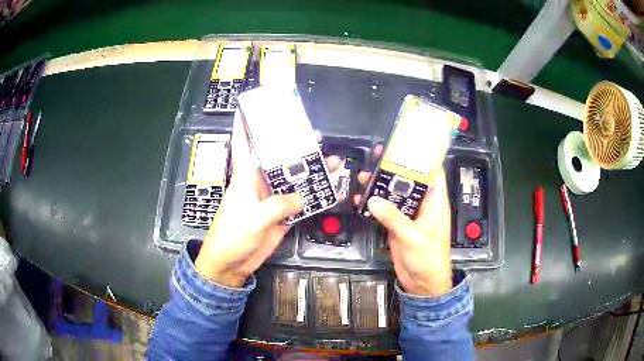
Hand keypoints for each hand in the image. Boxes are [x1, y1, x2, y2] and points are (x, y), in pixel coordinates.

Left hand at [195, 112, 340, 287]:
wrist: (231, 265)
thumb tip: (300, 198)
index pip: (244, 145)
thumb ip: (277, 206)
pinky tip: (329, 189)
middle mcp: (259, 184)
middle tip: (315, 136)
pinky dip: (314, 197)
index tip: (253, 107)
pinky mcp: (281, 216)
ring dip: (311, 172)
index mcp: (245, 178)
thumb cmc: (232, 236)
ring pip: (294, 181)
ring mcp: (272, 200)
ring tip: (331, 160)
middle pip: (279, 160)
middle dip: (295, 147)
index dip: (246, 126)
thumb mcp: (252, 219)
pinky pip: (300, 203)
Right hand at [355, 159, 452, 295]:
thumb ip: (393, 217)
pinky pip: (386, 210)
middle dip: (394, 168)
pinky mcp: (398, 226)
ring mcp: (409, 215)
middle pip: (410, 180)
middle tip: (377, 156)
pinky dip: (374, 204)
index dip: (422, 157)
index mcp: (435, 201)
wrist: (422, 283)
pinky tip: (361, 199)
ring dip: (381, 185)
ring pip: (395, 194)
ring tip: (364, 175)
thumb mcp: (412, 236)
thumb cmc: (427, 257)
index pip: (433, 172)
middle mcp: (423, 204)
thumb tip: (372, 198)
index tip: (405, 145)